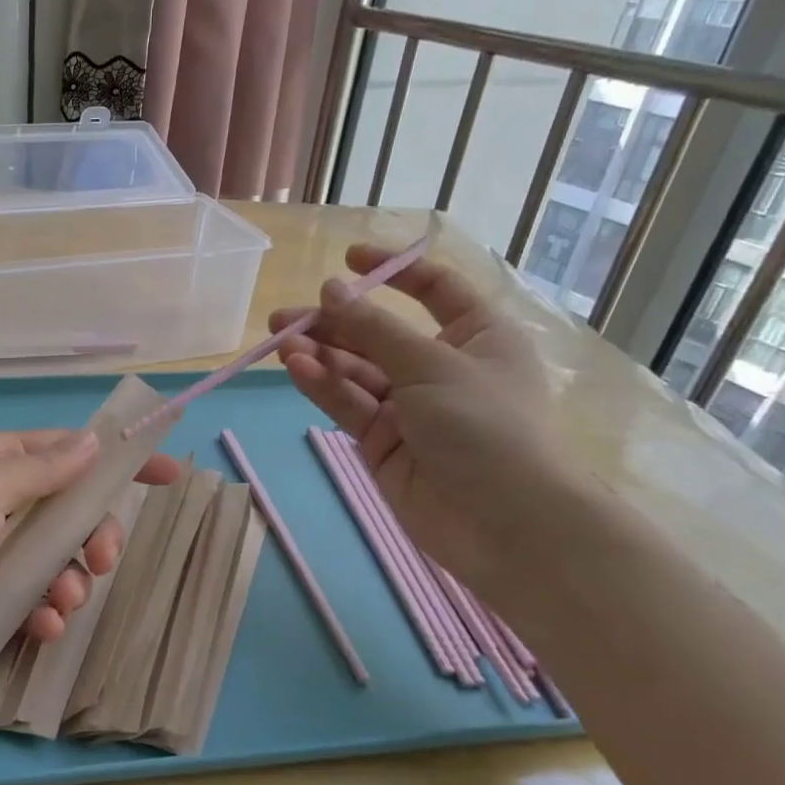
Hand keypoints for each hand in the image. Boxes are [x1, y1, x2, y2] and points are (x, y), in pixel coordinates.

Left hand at [0, 431, 178, 670]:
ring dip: (69, 581)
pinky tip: (42, 627)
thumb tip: (93, 440)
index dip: (119, 462)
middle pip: (69, 516)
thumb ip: (41, 470)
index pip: (68, 453)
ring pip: (52, 564)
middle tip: (103, 558)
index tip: (169, 474)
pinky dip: (41, 615)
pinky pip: (24, 603)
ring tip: (61, 600)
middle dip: (94, 536)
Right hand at [272, 243, 564, 587]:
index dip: (392, 272)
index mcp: (476, 335)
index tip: (346, 261)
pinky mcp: (382, 442)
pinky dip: (324, 387)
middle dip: (333, 323)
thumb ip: (374, 328)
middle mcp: (441, 366)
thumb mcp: (431, 364)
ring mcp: (409, 407)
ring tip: (282, 345)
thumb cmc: (484, 425)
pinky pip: (349, 404)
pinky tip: (297, 370)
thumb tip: (331, 290)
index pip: (433, 289)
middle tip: (283, 317)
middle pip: (379, 333)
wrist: (503, 523)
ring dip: (320, 356)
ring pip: (356, 371)